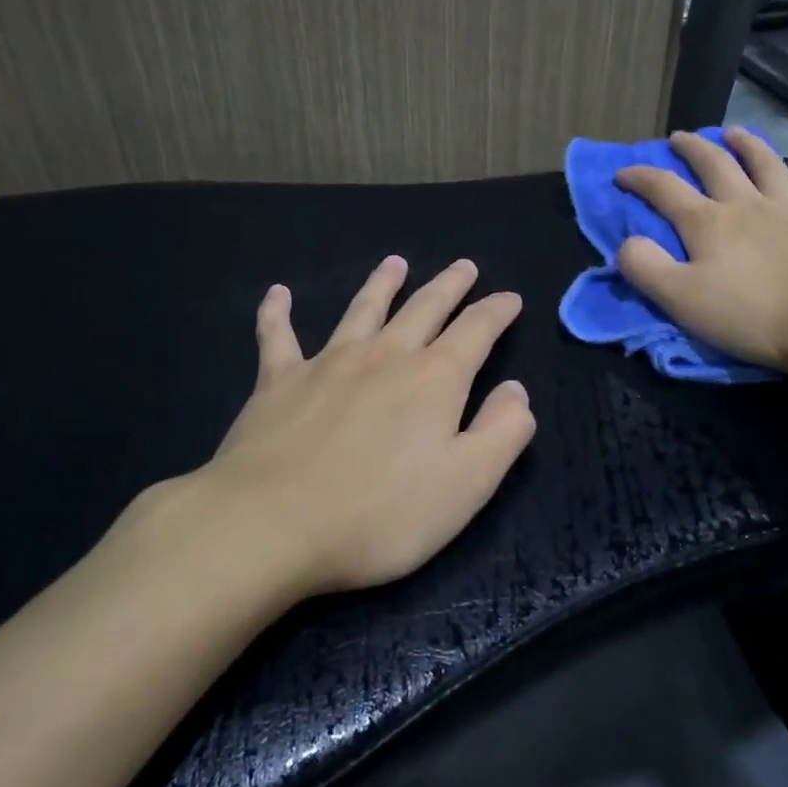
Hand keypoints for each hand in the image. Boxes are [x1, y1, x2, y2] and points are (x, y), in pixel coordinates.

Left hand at [193, 257, 534, 595]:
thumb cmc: (380, 513)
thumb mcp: (467, 484)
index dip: (497, 311)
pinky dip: (277, 312)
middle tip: (464, 266)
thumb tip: (516, 390)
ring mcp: (328, 363)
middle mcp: (385, 356)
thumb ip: (502, 432)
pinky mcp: (278, 380)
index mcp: (434, 379)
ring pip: (362, 309)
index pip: (476, 330)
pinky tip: (278, 294)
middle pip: (424, 308)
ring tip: (394, 263)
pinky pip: (278, 336)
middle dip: (449, 285)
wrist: (271, 523)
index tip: (510, 298)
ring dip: (381, 284)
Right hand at [615, 128, 787, 378]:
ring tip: (737, 134)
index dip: (639, 177)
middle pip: (716, 164)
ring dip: (749, 146)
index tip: (621, 172)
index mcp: (708, 222)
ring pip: (768, 166)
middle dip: (693, 148)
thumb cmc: (753, 314)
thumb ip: (646, 267)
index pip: (664, 189)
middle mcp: (749, 205)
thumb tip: (625, 242)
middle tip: (679, 138)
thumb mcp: (682, 299)